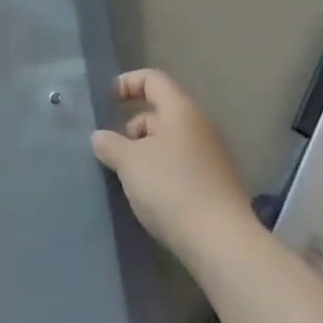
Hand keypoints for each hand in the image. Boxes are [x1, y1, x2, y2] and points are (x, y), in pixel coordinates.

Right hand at [91, 69, 253, 269]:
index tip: (108, 100)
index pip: (153, 79)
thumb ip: (109, 144)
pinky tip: (150, 195)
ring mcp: (212, 156)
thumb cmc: (171, 188)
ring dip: (146, 152)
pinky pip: (181, 164)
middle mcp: (200, 126)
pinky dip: (162, 171)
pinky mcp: (216, 185)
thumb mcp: (129, 162)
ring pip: (171, 141)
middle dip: (134, 126)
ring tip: (129, 177)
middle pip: (161, 112)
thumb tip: (100, 137)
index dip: (128, 83)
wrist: (222, 243)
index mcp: (181, 110)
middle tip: (115, 150)